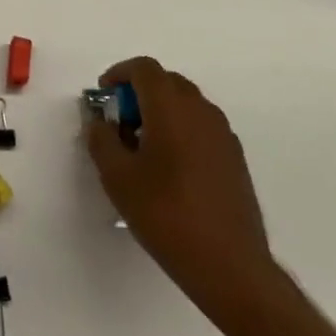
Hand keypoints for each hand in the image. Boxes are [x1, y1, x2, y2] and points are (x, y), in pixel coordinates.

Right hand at [86, 57, 280, 327]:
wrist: (230, 267)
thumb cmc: (166, 215)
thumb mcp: (117, 177)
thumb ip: (101, 139)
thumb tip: (100, 122)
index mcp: (171, 108)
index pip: (144, 68)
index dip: (119, 73)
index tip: (103, 96)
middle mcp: (201, 111)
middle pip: (166, 81)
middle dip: (138, 92)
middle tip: (119, 122)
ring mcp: (223, 134)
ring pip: (186, 103)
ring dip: (160, 111)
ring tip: (142, 147)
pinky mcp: (235, 158)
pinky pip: (201, 126)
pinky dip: (180, 129)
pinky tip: (169, 168)